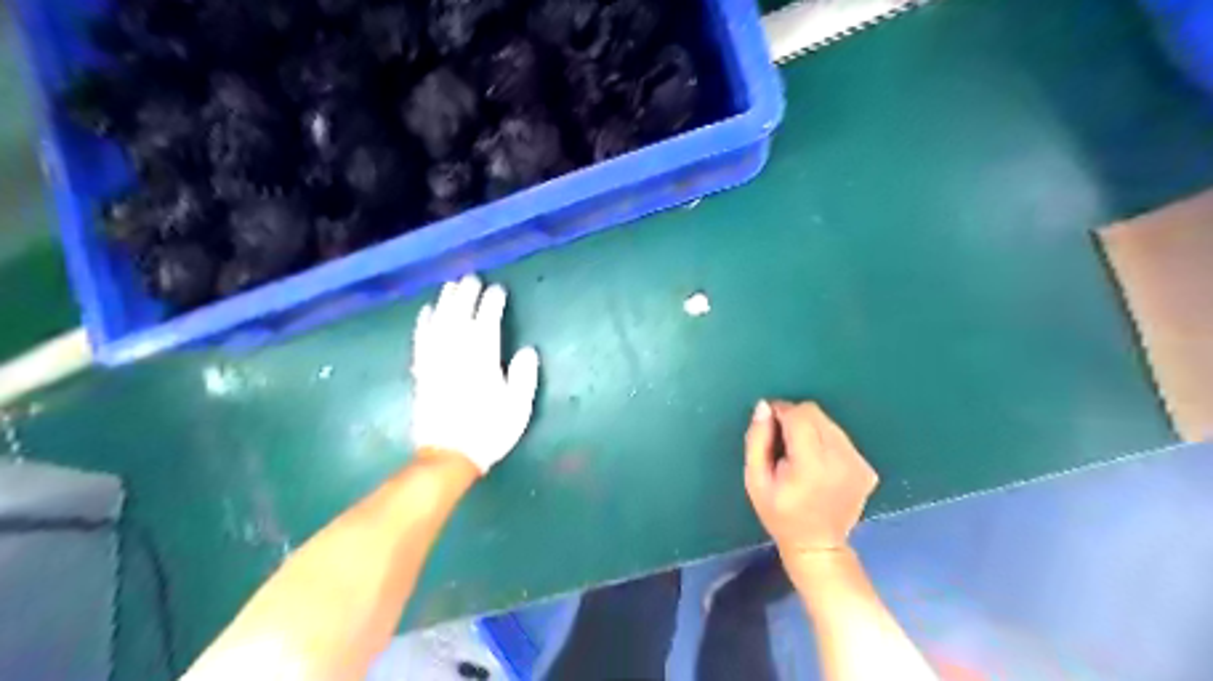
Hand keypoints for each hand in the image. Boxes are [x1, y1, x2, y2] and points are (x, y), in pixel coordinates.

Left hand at [411, 275, 537, 471]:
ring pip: (439, 324)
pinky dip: (423, 324)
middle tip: (472, 278)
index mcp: (482, 363)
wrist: (449, 456)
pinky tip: (426, 311)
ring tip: (451, 286)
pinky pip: (421, 341)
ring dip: (445, 302)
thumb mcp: (517, 409)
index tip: (498, 291)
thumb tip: (526, 350)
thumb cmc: (489, 432)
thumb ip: (523, 378)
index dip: (492, 304)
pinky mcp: (422, 373)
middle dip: (466, 295)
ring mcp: (436, 363)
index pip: (486, 324)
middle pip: (459, 317)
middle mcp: (456, 357)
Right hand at [744, 403, 877, 556]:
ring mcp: (858, 464)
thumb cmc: (779, 513)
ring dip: (812, 431)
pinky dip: (827, 443)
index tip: (770, 427)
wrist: (818, 546)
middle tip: (784, 445)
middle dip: (796, 420)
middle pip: (816, 414)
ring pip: (829, 424)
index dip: (781, 412)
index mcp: (811, 464)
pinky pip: (841, 439)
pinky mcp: (867, 468)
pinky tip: (820, 466)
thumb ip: (757, 440)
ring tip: (802, 457)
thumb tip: (764, 406)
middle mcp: (841, 459)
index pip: (800, 415)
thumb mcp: (755, 480)